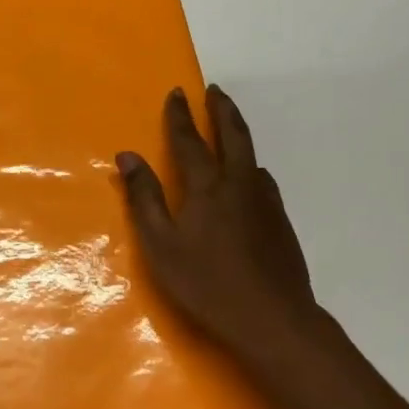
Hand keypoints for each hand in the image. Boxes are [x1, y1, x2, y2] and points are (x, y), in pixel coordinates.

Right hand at [116, 86, 343, 380]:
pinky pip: (263, 180)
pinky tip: (250, 179)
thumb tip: (128, 156)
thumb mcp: (161, 244)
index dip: (180, 116)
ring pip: (252, 156)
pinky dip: (251, 166)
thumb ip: (144, 198)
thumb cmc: (205, 283)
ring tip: (230, 128)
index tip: (176, 92)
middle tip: (215, 90)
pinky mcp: (281, 222)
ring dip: (239, 134)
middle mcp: (239, 184)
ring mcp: (265, 202)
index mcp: (207, 187)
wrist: (272, 317)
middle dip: (221, 110)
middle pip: (233, 135)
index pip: (190, 141)